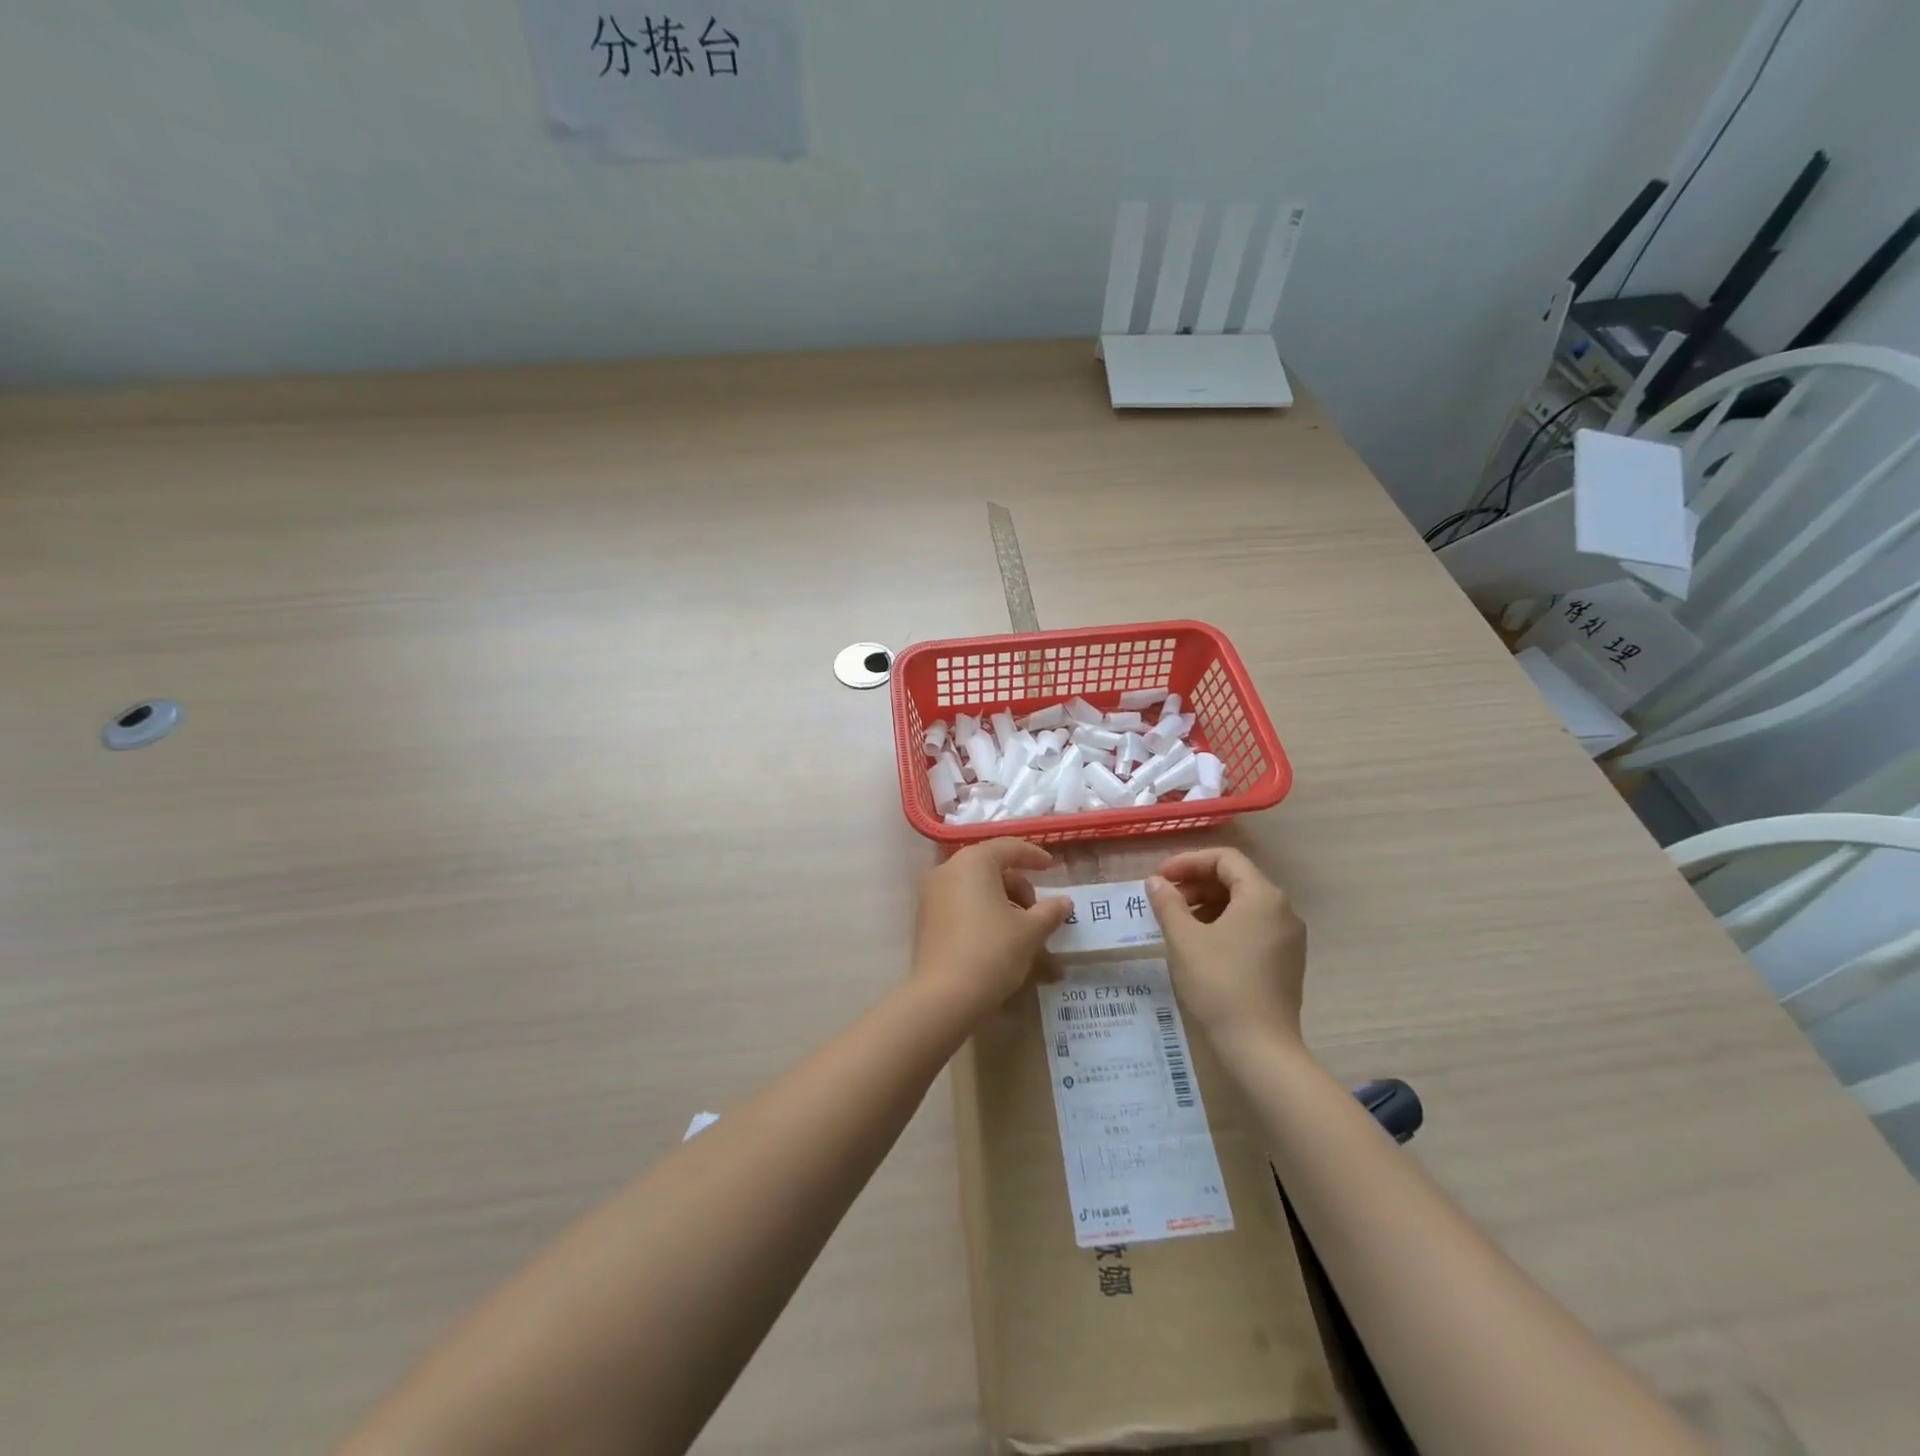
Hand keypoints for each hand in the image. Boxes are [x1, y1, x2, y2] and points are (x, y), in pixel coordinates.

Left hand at [912, 839, 1073, 1019]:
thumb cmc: (992, 952)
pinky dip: (981, 910)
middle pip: (989, 865)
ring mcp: (931, 894)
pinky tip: (997, 936)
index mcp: (973, 862)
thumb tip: (1064, 902)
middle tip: (1037, 909)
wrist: (944, 996)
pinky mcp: (925, 918)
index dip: (1033, 855)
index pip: (1008, 847)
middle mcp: (947, 870)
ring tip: (1020, 927)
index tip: (1051, 868)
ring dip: (1001, 898)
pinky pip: (959, 902)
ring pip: (974, 885)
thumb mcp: (1030, 931)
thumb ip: (1049, 911)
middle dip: (1017, 883)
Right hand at [1145, 848, 1307, 1056]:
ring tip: (1178, 922)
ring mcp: (1288, 937)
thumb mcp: (1184, 939)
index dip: (1188, 862)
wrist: (1259, 1048)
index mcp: (1262, 896)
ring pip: (1244, 904)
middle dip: (1197, 883)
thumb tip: (1155, 882)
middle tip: (1165, 900)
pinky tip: (1201, 944)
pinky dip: (1225, 924)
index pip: (1225, 859)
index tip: (1160, 879)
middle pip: (1236, 879)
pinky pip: (1253, 926)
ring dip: (1208, 904)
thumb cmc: (1219, 983)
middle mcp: (1283, 910)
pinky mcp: (1286, 961)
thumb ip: (1167, 903)